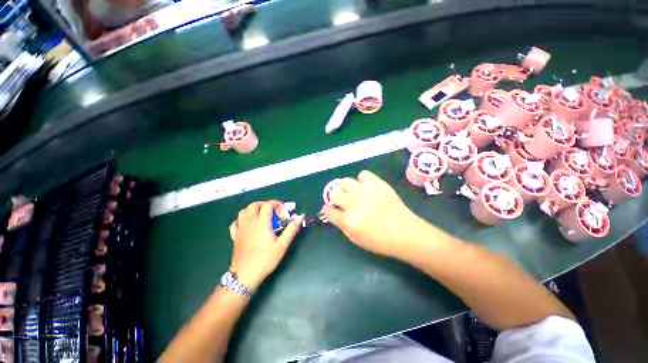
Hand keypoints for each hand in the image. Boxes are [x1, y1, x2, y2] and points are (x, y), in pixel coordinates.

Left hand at [229, 201, 303, 289]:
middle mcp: (250, 223)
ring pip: (243, 212)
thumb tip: (300, 216)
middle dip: (263, 204)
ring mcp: (240, 229)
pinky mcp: (234, 237)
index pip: (267, 205)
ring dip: (251, 210)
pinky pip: (235, 223)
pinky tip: (246, 225)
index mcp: (262, 223)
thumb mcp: (282, 245)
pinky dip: (241, 220)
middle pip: (253, 206)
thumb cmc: (265, 259)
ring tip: (259, 215)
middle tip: (271, 209)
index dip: (275, 203)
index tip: (281, 207)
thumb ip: (291, 229)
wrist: (245, 275)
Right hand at [324, 170, 423, 258]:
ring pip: (345, 181)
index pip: (328, 211)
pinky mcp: (377, 183)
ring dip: (346, 188)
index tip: (331, 210)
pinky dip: (362, 180)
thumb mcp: (356, 239)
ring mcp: (365, 191)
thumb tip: (334, 213)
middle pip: (334, 194)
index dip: (328, 210)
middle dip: (336, 199)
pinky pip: (363, 175)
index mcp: (348, 220)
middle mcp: (353, 202)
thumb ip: (342, 225)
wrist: (405, 233)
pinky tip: (367, 188)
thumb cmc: (380, 241)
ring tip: (354, 193)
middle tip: (344, 203)